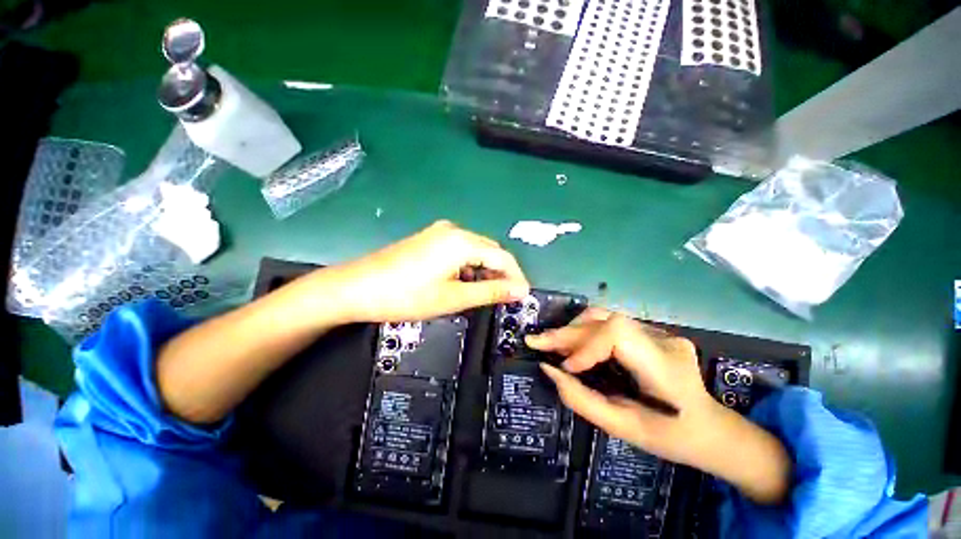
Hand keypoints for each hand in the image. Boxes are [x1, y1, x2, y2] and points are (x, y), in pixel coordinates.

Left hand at [317, 220, 529, 322]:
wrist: (356, 288)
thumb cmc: (406, 296)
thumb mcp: (453, 297)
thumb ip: (490, 292)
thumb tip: (520, 291)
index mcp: (462, 241)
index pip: (502, 257)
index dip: (516, 277)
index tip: (523, 296)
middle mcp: (453, 230)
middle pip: (490, 251)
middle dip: (501, 274)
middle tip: (505, 298)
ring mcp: (439, 233)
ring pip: (475, 252)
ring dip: (484, 271)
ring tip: (485, 294)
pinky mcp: (429, 240)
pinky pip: (459, 251)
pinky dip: (468, 267)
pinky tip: (463, 282)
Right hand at [527, 308, 790, 503]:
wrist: (711, 428)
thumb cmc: (671, 438)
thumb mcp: (624, 429)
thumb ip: (582, 400)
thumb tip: (549, 370)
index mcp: (665, 367)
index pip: (618, 334)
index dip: (586, 344)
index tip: (566, 367)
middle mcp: (663, 340)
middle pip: (605, 321)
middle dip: (566, 333)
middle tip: (536, 342)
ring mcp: (659, 331)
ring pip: (604, 316)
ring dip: (573, 329)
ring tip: (551, 344)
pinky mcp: (650, 332)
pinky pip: (609, 324)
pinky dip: (585, 332)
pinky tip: (573, 344)